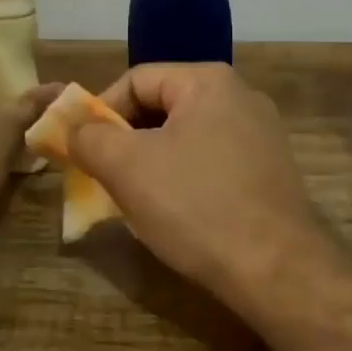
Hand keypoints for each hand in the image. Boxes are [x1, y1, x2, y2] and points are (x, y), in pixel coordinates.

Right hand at [67, 62, 329, 297]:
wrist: (278, 270)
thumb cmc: (196, 206)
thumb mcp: (127, 167)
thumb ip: (89, 137)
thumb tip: (73, 127)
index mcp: (208, 82)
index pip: (136, 80)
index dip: (100, 112)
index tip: (82, 151)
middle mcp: (241, 97)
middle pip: (162, 107)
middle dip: (126, 141)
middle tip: (104, 177)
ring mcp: (262, 136)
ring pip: (186, 138)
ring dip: (152, 164)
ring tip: (135, 200)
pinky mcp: (271, 172)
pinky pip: (212, 163)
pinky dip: (185, 180)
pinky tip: (177, 214)